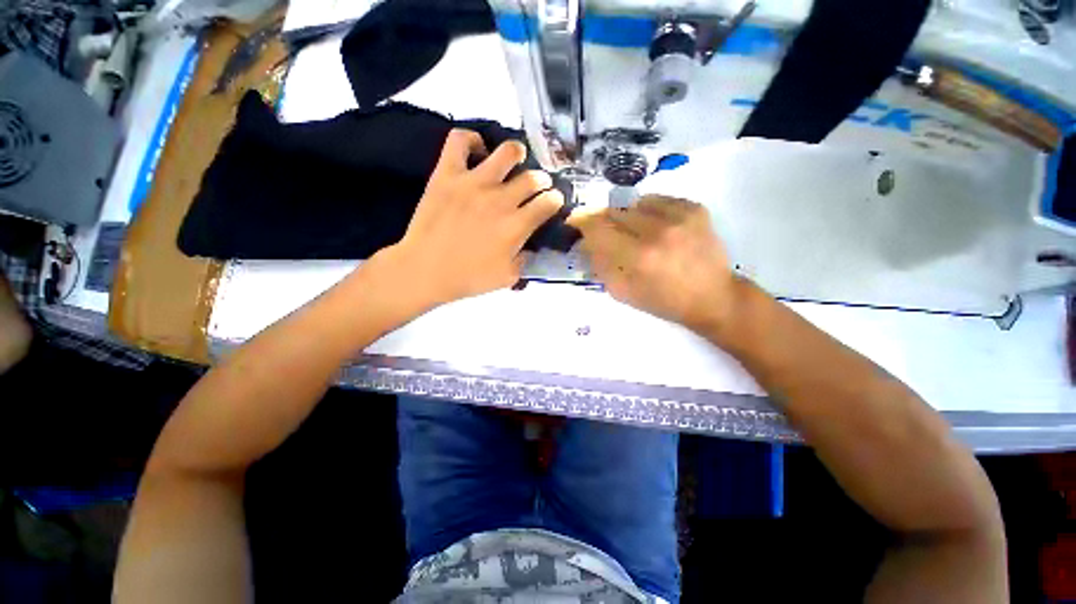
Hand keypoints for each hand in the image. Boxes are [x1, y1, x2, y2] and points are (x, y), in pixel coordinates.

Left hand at [378, 129, 563, 309]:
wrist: (424, 271)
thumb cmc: (468, 278)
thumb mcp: (507, 278)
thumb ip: (525, 260)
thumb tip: (530, 246)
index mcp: (516, 226)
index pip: (548, 203)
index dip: (555, 201)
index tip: (553, 202)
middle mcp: (501, 199)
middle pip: (533, 178)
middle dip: (542, 181)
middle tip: (537, 185)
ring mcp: (474, 182)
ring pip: (507, 152)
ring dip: (517, 154)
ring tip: (515, 159)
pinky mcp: (448, 173)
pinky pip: (460, 141)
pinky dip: (472, 140)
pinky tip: (477, 150)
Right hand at [575, 196, 738, 332]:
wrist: (713, 297)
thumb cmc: (663, 301)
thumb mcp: (623, 292)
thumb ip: (601, 265)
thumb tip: (587, 242)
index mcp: (638, 257)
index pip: (598, 228)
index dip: (583, 223)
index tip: (578, 223)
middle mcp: (658, 232)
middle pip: (614, 211)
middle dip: (605, 222)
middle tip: (608, 234)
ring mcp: (680, 217)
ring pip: (635, 203)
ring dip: (628, 217)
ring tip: (636, 232)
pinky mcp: (695, 208)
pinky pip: (658, 200)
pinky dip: (649, 211)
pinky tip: (656, 227)